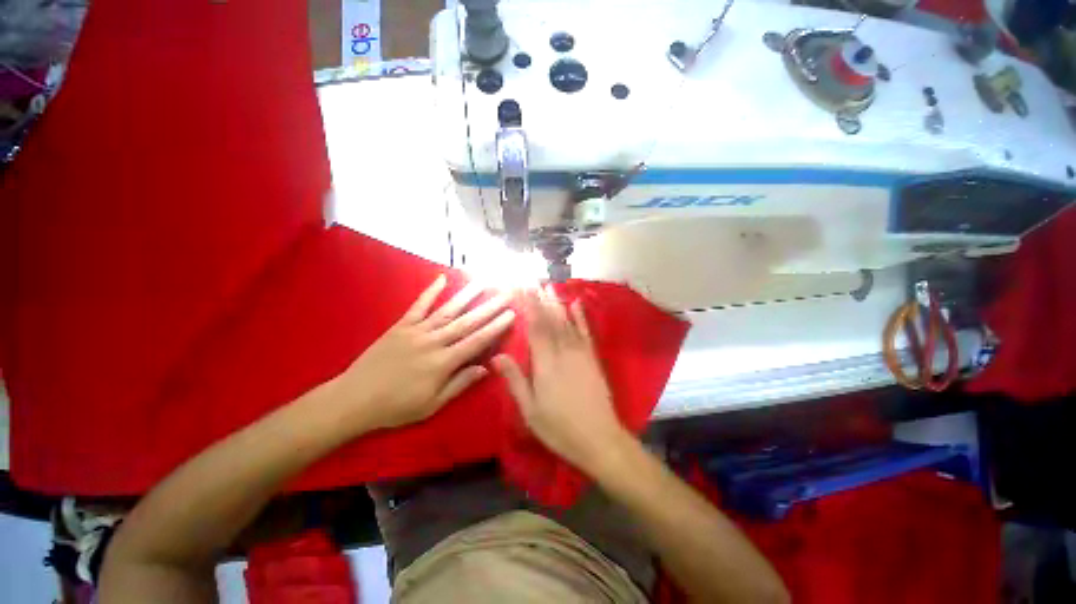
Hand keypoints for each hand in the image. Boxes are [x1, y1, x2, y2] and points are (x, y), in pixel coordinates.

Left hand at [335, 275, 514, 430]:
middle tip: (506, 293)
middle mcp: (433, 342)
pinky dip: (430, 291)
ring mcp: (416, 331)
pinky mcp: (401, 326)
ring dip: (467, 295)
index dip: (495, 327)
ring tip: (483, 281)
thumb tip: (485, 368)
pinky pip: (418, 305)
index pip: (476, 341)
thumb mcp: (432, 405)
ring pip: (447, 310)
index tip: (511, 314)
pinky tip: (441, 278)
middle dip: (489, 307)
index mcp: (443, 363)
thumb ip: (460, 384)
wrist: (353, 399)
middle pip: (467, 322)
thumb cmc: (396, 407)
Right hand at [494, 287, 628, 473]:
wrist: (599, 438)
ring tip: (548, 286)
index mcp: (545, 363)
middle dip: (539, 298)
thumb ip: (515, 380)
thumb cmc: (559, 428)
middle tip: (531, 281)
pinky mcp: (592, 358)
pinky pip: (585, 332)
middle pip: (550, 320)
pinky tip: (576, 303)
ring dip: (556, 302)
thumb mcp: (530, 410)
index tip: (519, 289)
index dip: (526, 306)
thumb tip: (497, 356)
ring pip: (566, 321)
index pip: (534, 327)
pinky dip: (580, 316)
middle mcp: (563, 351)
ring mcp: (580, 353)